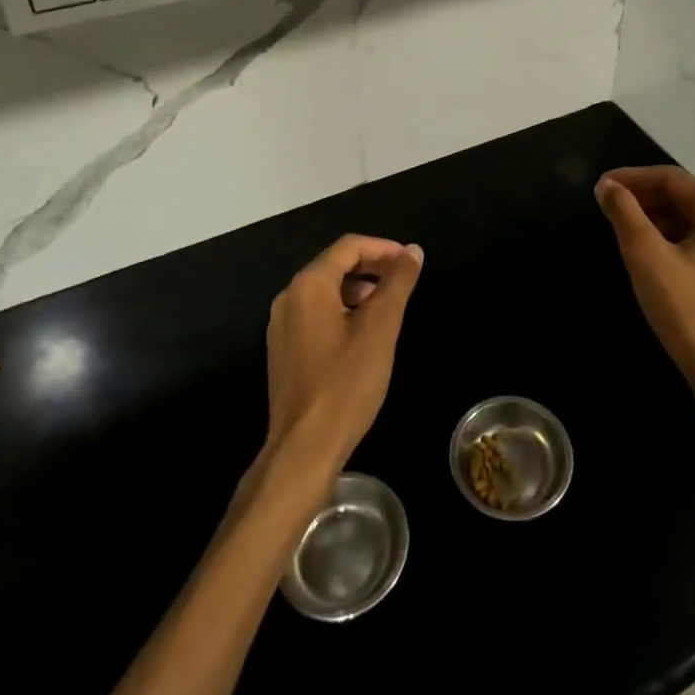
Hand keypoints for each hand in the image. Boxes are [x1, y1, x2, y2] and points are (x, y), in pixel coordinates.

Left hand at [262, 234, 423, 478]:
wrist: (304, 447)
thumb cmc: (346, 382)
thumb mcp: (381, 327)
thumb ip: (398, 283)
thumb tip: (413, 251)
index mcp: (309, 284)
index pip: (349, 246)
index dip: (384, 248)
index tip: (411, 262)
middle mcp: (289, 296)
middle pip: (334, 264)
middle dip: (372, 266)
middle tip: (403, 280)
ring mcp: (281, 325)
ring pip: (325, 289)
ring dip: (358, 288)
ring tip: (387, 305)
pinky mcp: (283, 349)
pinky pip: (315, 313)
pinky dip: (342, 309)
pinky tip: (362, 332)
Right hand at [595, 166, 694, 402]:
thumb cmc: (687, 309)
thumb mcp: (646, 255)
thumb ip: (625, 213)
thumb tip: (607, 186)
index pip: (671, 178)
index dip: (632, 177)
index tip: (600, 186)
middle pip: (682, 196)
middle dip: (642, 196)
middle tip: (606, 204)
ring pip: (688, 220)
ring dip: (652, 217)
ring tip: (619, 225)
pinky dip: (667, 238)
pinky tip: (644, 252)